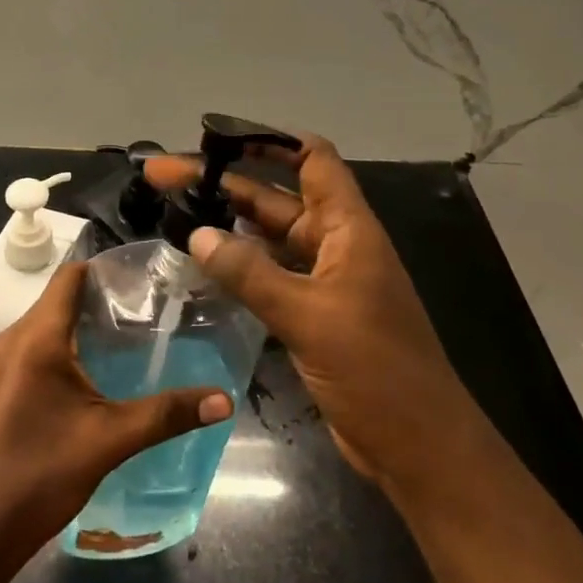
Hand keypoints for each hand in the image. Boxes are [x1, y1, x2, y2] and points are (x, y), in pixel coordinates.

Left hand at [0, 262, 231, 582]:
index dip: (106, 269)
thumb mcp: (109, 441)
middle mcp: (12, 340)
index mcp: (36, 338)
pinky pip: (32, 351)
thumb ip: (167, 414)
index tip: (145, 277)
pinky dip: (62, 350)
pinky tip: (91, 377)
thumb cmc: (40, 476)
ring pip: (45, 327)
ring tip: (128, 341)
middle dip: (101, 300)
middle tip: (149, 311)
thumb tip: (224, 399)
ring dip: (81, 327)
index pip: (70, 276)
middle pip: (58, 300)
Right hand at [145, 132, 455, 484]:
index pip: (312, 159)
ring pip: (267, 237)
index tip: (217, 136)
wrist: (419, 447)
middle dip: (223, 183)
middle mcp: (334, 245)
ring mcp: (322, 280)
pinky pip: (267, 274)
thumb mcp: (309, 316)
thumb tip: (198, 235)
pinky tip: (201, 262)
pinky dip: (236, 263)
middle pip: (275, 197)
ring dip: (226, 223)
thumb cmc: (376, 371)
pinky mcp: (311, 313)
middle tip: (163, 177)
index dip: (269, 140)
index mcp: (348, 229)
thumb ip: (251, 274)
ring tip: (173, 212)